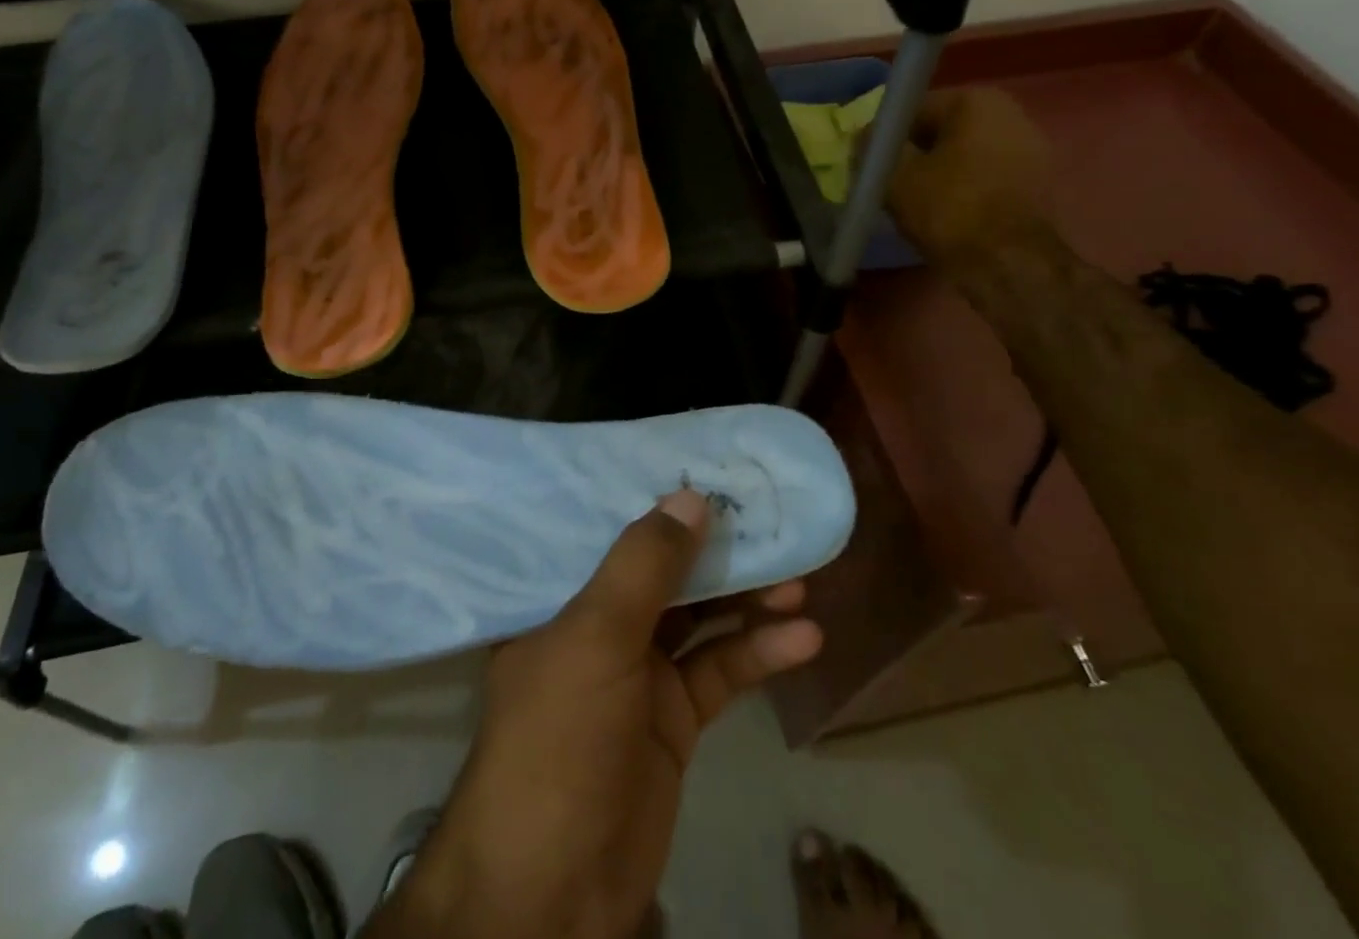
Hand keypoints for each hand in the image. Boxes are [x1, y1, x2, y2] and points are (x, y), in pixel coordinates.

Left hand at [368, 488, 822, 938]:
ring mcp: (638, 673)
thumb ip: (642, 566)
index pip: (609, 529)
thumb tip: (690, 498)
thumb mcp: (595, 639)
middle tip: (768, 520)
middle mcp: (598, 625)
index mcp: (561, 596)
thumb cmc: (559, 739)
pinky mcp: (674, 719)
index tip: (703, 466)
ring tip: (799, 578)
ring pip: (700, 618)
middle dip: (715, 549)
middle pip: (664, 571)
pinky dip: (759, 654)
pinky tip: (804, 639)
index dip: (655, 500)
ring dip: (747, 599)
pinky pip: (720, 672)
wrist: (554, 891)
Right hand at [882, 87, 1050, 266]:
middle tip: (890, 186)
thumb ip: (876, 147)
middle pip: (941, 131)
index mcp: (976, 101)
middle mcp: (1011, 113)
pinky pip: (984, 176)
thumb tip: (868, 134)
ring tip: (916, 204)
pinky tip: (946, 214)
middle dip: (915, 154)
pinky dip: (963, 189)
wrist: (1009, 265)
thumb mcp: (895, 176)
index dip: (886, 139)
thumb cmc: (949, 209)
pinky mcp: (1038, 183)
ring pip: (964, 155)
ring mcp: (1031, 149)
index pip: (912, 110)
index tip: (872, 166)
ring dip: (939, 173)